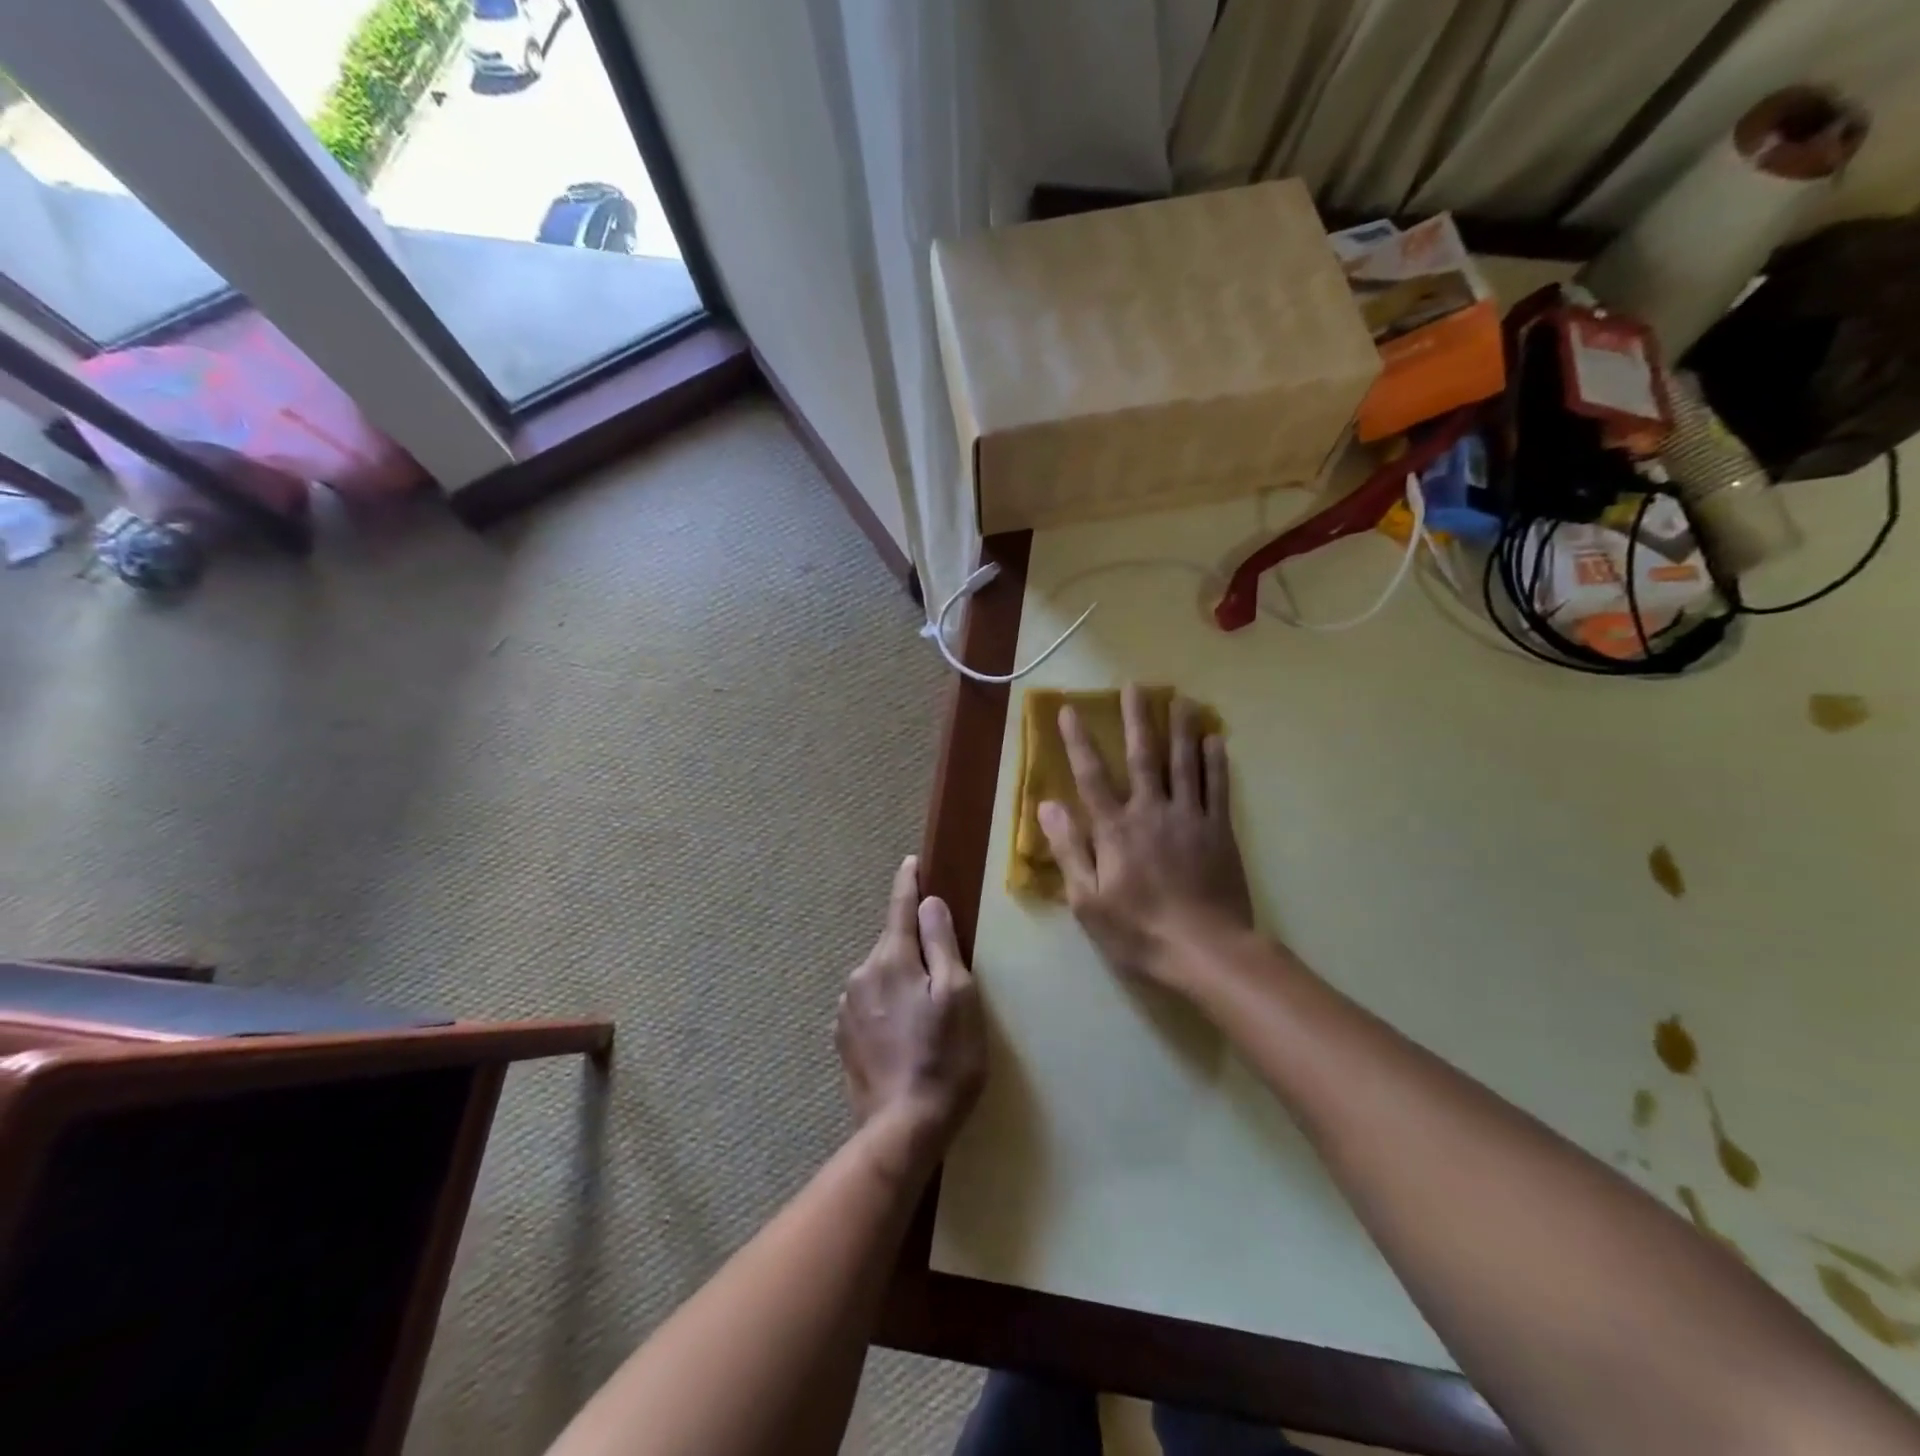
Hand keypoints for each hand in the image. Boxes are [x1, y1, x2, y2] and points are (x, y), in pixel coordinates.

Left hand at [836, 856, 985, 1170]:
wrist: (903, 1128)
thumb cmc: (944, 1058)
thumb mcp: (958, 995)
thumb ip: (941, 944)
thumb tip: (929, 903)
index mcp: (891, 959)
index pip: (899, 907)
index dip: (908, 883)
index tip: (912, 863)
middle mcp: (861, 975)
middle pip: (892, 944)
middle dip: (914, 945)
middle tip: (943, 970)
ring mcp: (847, 1008)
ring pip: (881, 976)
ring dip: (901, 979)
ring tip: (926, 1013)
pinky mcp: (843, 1038)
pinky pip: (869, 1005)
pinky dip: (887, 1006)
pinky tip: (904, 1035)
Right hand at [1038, 685, 1252, 993]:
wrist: (1205, 951)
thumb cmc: (1138, 930)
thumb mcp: (1087, 899)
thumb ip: (1069, 849)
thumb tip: (1047, 805)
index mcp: (1115, 829)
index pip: (1092, 775)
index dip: (1079, 741)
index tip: (1071, 710)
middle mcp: (1151, 811)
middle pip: (1143, 756)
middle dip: (1136, 719)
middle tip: (1135, 686)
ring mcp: (1189, 818)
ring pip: (1184, 763)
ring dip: (1180, 728)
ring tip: (1180, 699)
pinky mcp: (1219, 831)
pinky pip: (1217, 788)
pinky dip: (1216, 761)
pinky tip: (1216, 739)